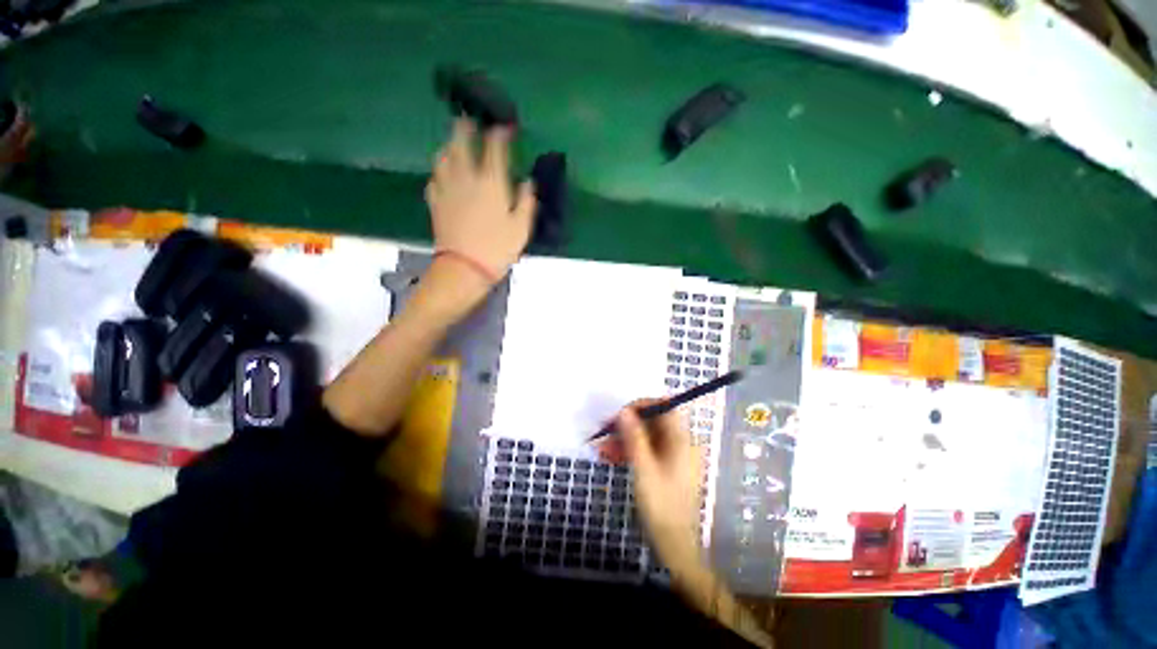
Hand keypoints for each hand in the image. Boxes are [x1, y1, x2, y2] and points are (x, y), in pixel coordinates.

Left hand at [425, 118, 535, 282]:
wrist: (464, 268)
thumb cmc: (498, 248)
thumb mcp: (521, 228)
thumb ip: (526, 201)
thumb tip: (528, 182)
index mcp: (491, 182)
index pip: (494, 148)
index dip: (499, 133)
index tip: (504, 126)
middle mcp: (466, 178)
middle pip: (460, 142)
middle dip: (465, 127)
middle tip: (469, 120)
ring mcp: (447, 189)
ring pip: (443, 157)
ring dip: (449, 146)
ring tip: (454, 145)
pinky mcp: (435, 203)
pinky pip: (434, 178)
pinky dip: (440, 171)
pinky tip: (444, 175)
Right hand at [617, 400, 702, 566]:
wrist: (674, 546)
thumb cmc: (661, 505)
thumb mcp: (644, 468)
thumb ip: (634, 437)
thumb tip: (624, 411)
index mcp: (681, 440)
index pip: (664, 408)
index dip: (642, 405)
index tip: (620, 412)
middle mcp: (679, 444)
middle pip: (653, 423)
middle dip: (627, 425)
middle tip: (605, 430)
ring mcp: (672, 457)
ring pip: (646, 438)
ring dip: (624, 440)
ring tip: (602, 448)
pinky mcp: (664, 468)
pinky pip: (646, 452)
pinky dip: (629, 452)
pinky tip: (610, 457)